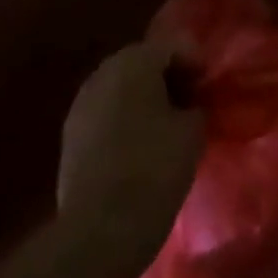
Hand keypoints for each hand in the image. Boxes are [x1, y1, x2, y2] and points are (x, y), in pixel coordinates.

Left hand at [57, 41, 204, 256]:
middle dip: (166, 79)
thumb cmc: (154, 169)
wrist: (100, 231)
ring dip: (142, 101)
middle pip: (141, 64)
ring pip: (120, 90)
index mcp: (133, 62)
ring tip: (165, 128)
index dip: (194, 63)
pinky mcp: (69, 138)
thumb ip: (193, 106)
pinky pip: (104, 115)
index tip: (208, 88)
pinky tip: (139, 148)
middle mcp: (102, 74)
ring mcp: (80, 106)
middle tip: (189, 103)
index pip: (171, 46)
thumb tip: (188, 105)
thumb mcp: (192, 131)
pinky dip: (123, 122)